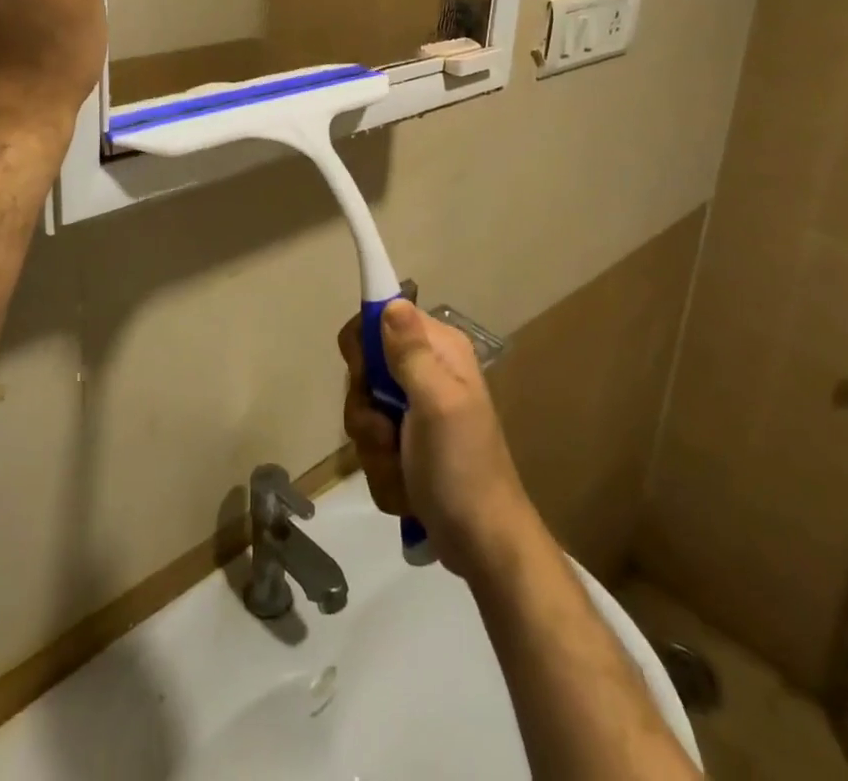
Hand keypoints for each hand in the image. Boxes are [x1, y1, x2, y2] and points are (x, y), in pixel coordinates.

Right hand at [339, 301, 539, 578]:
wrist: (484, 546)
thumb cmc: (462, 467)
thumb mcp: (438, 403)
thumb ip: (411, 352)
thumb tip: (392, 302)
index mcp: (439, 349)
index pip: (379, 317)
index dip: (363, 346)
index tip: (366, 377)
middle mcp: (426, 371)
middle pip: (364, 369)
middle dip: (366, 409)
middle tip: (388, 431)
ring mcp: (415, 411)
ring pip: (363, 412)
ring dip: (373, 448)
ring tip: (401, 467)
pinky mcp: (407, 445)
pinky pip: (371, 446)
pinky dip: (383, 470)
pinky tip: (406, 488)